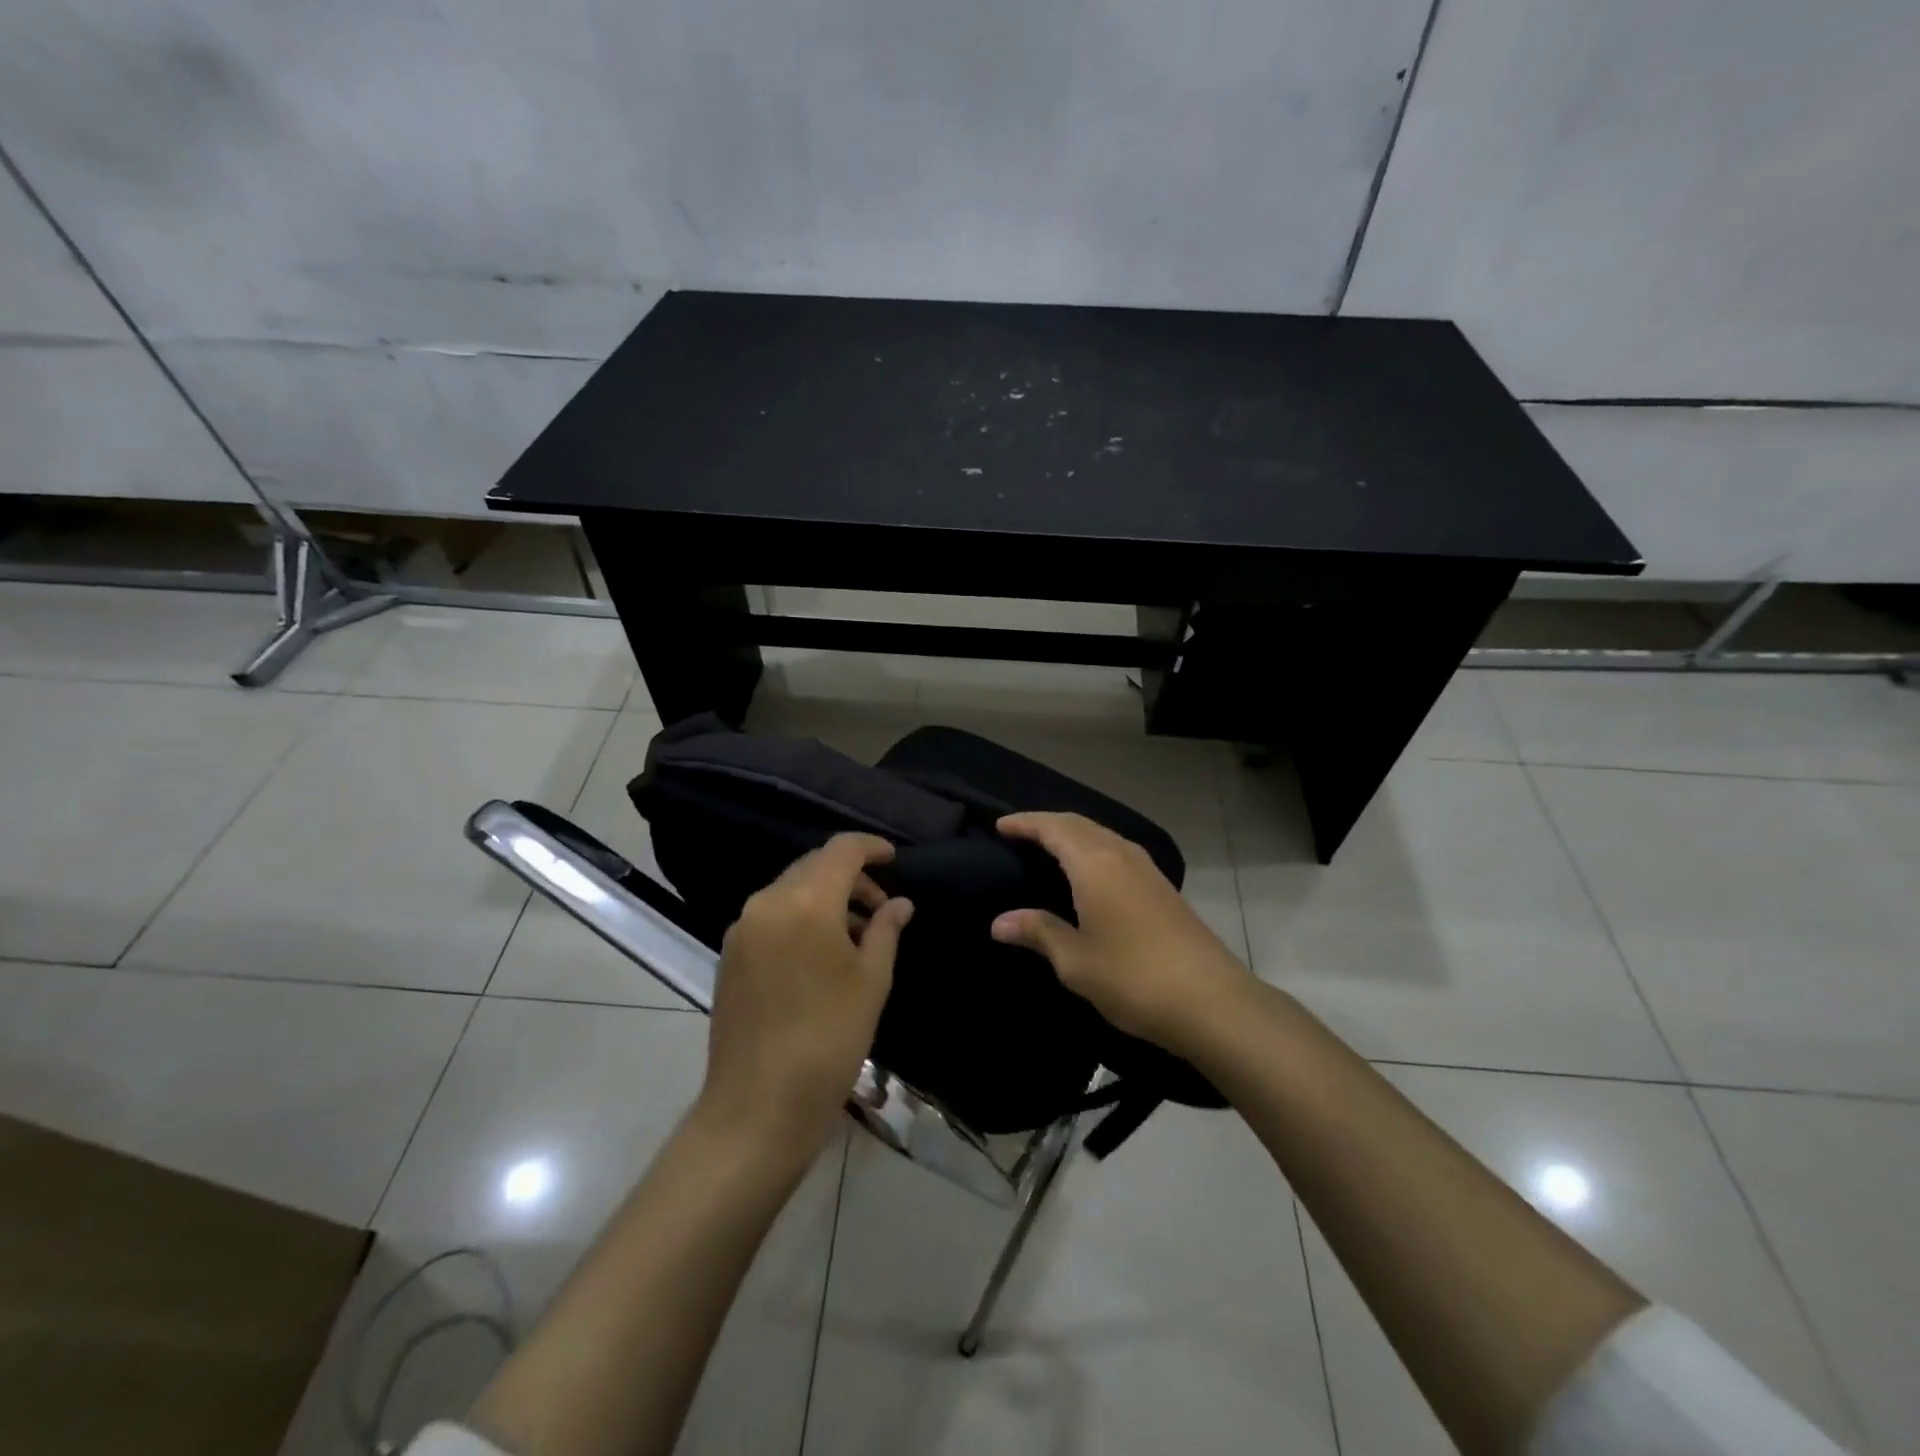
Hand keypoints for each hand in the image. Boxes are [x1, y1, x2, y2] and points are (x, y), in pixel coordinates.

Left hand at [697, 834, 912, 1163]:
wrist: (758, 1106)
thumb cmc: (830, 1039)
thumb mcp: (872, 981)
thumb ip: (885, 930)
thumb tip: (899, 903)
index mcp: (806, 902)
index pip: (841, 850)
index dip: (871, 847)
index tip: (895, 859)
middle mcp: (767, 903)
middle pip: (813, 866)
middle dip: (850, 876)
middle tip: (881, 906)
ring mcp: (742, 929)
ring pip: (791, 890)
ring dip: (825, 897)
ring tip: (856, 934)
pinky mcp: (729, 955)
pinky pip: (771, 916)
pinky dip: (801, 917)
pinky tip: (821, 952)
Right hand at [991, 812, 1255, 1058]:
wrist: (1212, 1002)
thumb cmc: (1133, 977)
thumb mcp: (1075, 960)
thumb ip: (1038, 933)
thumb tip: (999, 922)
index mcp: (1095, 864)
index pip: (1053, 827)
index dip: (1025, 823)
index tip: (999, 825)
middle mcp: (1121, 855)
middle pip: (1079, 824)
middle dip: (1047, 824)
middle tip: (1018, 834)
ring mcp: (1147, 870)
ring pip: (1102, 836)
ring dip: (1073, 835)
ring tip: (1047, 850)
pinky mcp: (1162, 888)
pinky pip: (1118, 852)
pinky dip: (1093, 851)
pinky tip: (1088, 875)